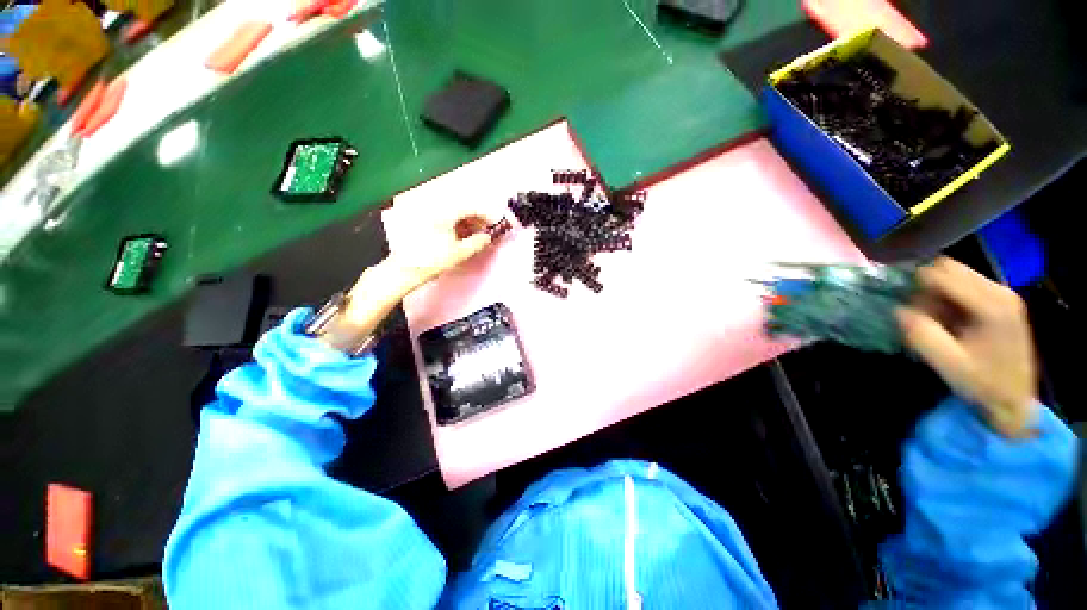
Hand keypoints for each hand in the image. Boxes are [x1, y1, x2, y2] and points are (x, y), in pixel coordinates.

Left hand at [383, 213, 495, 292]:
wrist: (405, 269)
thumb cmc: (433, 260)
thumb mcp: (460, 253)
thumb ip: (478, 242)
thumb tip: (488, 237)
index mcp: (445, 212)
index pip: (472, 207)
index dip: (486, 216)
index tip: (494, 225)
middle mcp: (435, 207)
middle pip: (462, 207)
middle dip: (476, 219)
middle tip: (485, 232)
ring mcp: (426, 212)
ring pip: (453, 212)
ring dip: (466, 221)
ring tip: (473, 235)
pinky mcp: (421, 219)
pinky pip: (443, 216)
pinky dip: (454, 223)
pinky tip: (459, 235)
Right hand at [897, 258, 1038, 437]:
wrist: (1015, 400)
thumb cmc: (983, 383)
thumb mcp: (949, 364)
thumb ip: (923, 335)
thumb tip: (899, 311)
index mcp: (991, 304)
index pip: (942, 273)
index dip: (918, 288)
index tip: (911, 313)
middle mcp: (999, 290)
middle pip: (949, 268)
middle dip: (927, 289)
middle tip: (923, 316)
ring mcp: (1002, 294)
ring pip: (954, 275)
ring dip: (937, 294)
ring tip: (937, 322)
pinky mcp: (999, 300)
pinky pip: (963, 285)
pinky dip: (948, 298)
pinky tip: (950, 321)